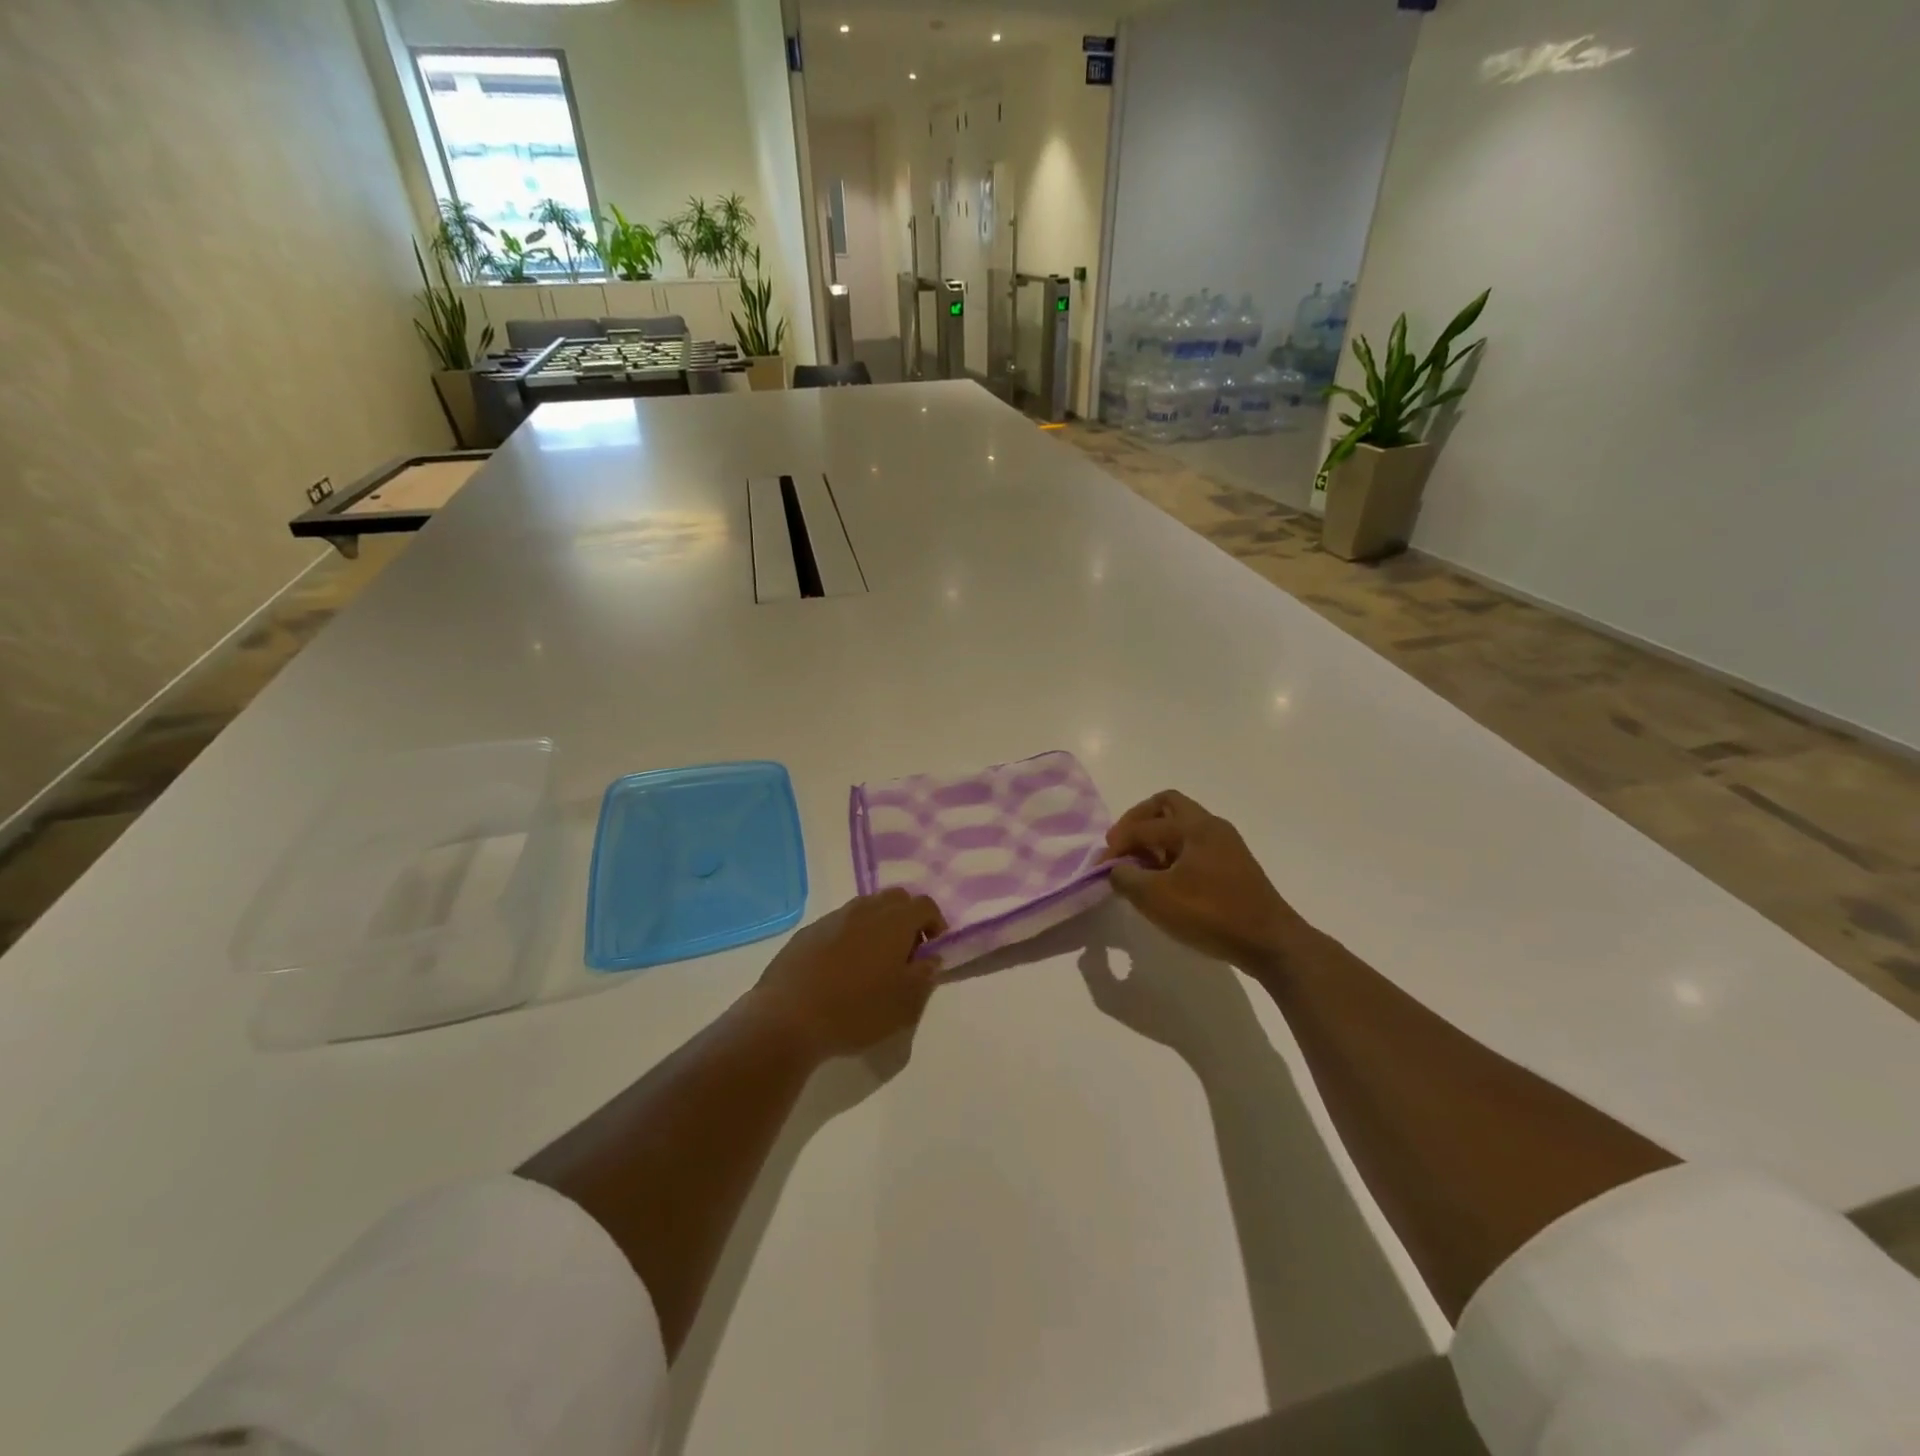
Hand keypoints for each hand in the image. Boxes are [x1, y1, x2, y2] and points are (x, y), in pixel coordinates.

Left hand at [750, 889, 946, 1060]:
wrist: (787, 1018)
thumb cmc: (856, 1011)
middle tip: (906, 952)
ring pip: (865, 909)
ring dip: (877, 926)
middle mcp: (864, 909)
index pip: (925, 905)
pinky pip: (839, 924)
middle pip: (895, 898)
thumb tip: (931, 958)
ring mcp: (833, 918)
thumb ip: (925, 976)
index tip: (933, 950)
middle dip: (907, 918)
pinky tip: (841, 969)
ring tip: (873, 962)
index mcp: (894, 921)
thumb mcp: (905, 1004)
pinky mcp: (807, 932)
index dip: (935, 923)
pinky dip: (850, 936)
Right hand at [1102, 791, 1299, 969]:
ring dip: (1156, 839)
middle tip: (1122, 846)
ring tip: (1141, 868)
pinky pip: (1194, 845)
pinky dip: (1173, 853)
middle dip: (1139, 821)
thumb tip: (1116, 869)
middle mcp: (1211, 826)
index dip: (1117, 843)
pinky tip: (1165, 881)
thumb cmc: (1211, 914)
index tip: (1101, 866)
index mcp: (1194, 826)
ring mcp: (1226, 845)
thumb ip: (1126, 878)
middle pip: (1167, 806)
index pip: (1144, 825)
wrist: (1270, 943)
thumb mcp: (1156, 898)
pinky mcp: (1233, 865)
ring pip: (1182, 826)